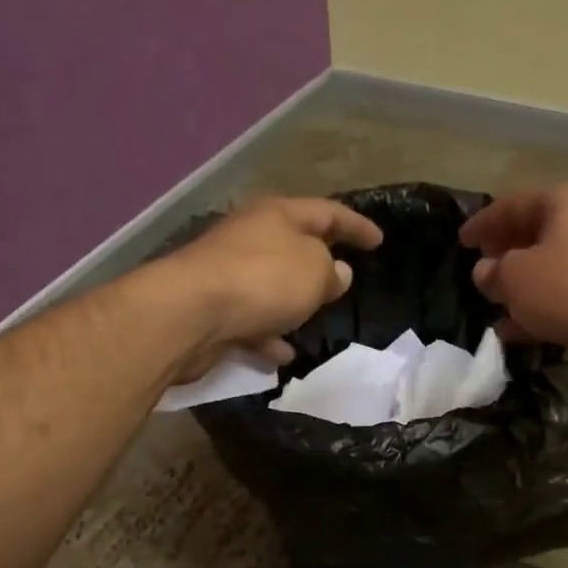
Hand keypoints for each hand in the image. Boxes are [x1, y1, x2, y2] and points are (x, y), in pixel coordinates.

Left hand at [163, 195, 382, 378]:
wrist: (189, 313)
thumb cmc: (262, 281)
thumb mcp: (314, 272)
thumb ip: (332, 272)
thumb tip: (336, 273)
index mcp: (278, 215)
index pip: (327, 212)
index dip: (356, 225)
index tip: (379, 241)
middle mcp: (250, 236)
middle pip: (293, 245)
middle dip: (319, 262)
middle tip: (343, 279)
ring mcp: (228, 272)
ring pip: (270, 285)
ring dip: (292, 302)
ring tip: (315, 320)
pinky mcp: (212, 306)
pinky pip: (251, 319)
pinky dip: (268, 334)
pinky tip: (283, 355)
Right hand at [460, 182, 567, 371]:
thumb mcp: (516, 278)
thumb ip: (493, 272)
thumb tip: (485, 271)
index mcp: (565, 201)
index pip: (512, 205)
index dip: (482, 224)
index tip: (461, 242)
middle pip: (535, 234)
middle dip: (505, 254)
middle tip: (480, 271)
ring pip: (551, 269)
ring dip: (522, 288)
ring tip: (494, 307)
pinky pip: (566, 297)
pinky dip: (541, 310)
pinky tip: (516, 333)